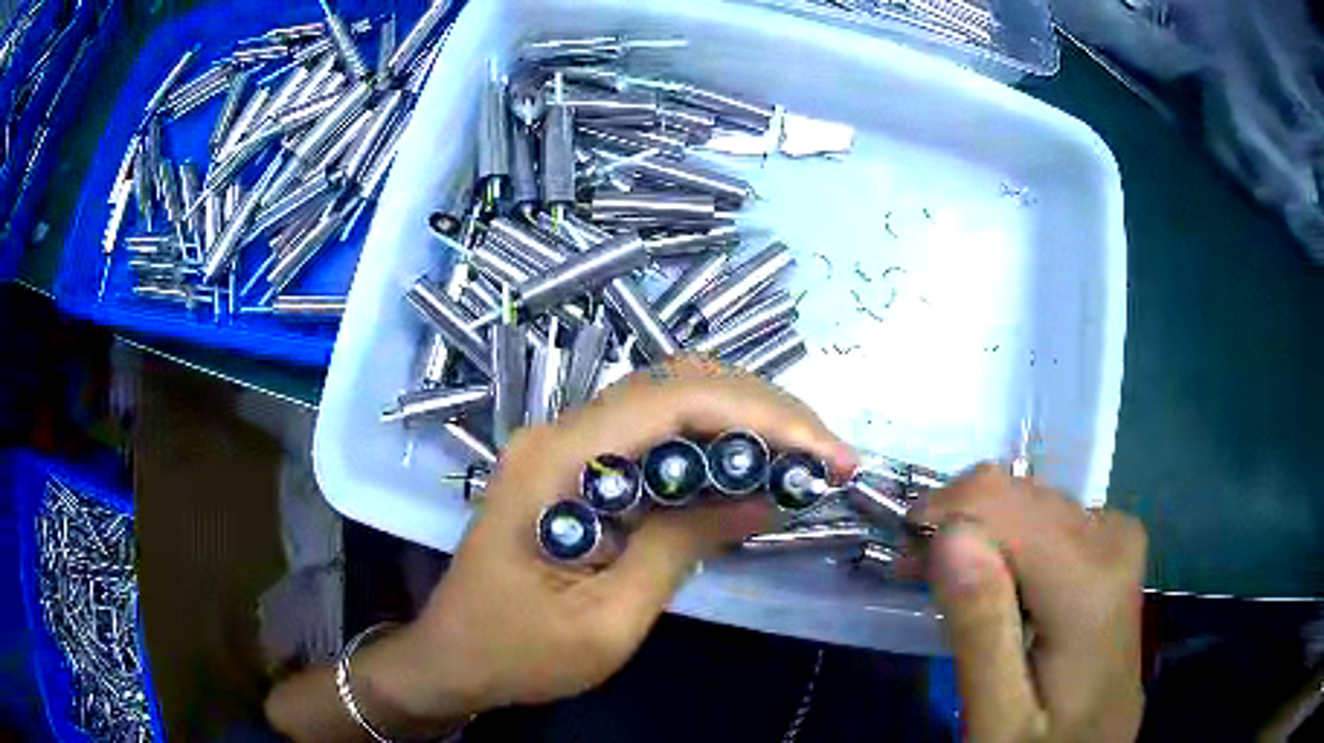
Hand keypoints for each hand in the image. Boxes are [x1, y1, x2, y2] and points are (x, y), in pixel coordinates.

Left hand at [380, 357, 857, 729]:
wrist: (454, 658)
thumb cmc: (519, 652)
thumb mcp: (609, 619)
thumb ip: (683, 546)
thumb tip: (764, 494)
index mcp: (557, 461)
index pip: (673, 402)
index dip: (761, 416)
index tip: (826, 453)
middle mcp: (560, 432)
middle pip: (676, 386)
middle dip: (764, 410)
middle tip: (828, 454)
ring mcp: (566, 445)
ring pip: (669, 402)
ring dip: (744, 421)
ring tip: (804, 457)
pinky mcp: (576, 467)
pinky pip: (653, 437)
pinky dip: (711, 445)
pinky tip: (750, 469)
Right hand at [913, 466, 1146, 742]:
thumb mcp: (997, 721)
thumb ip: (981, 632)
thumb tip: (949, 534)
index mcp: (1090, 584)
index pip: (1002, 503)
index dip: (940, 520)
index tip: (904, 565)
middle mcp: (1114, 538)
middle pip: (1016, 495)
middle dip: (958, 527)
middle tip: (919, 579)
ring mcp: (1119, 534)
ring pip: (1029, 499)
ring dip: (981, 533)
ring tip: (952, 587)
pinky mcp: (1113, 541)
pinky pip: (1047, 515)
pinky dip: (1009, 539)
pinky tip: (998, 582)